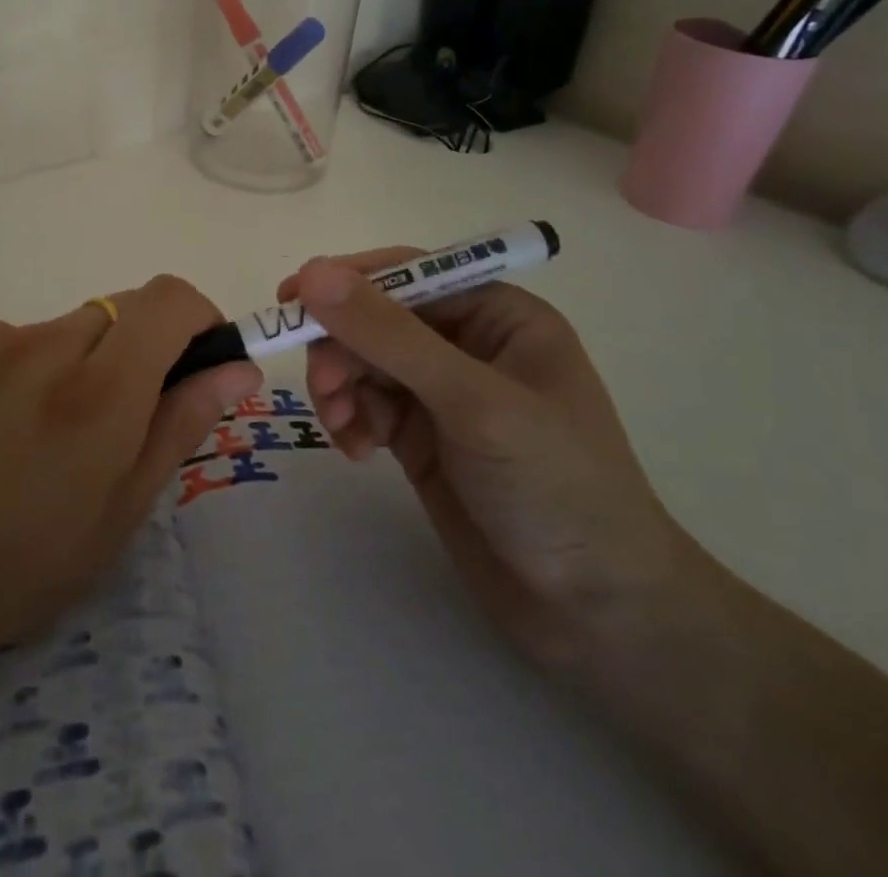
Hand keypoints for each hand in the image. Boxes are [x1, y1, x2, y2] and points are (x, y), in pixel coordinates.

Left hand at [0, 275, 260, 722]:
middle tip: (102, 430)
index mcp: (98, 396)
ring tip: (28, 442)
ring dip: (72, 367)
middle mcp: (44, 345)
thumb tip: (236, 369)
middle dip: (131, 358)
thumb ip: (179, 427)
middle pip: (118, 315)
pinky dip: (20, 370)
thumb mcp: (113, 520)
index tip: (195, 362)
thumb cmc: (5, 577)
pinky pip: (11, 338)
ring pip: (64, 331)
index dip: (196, 318)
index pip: (169, 300)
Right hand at [283, 251, 704, 673]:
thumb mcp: (472, 402)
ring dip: (340, 386)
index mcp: (497, 314)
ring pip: (363, 361)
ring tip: (343, 427)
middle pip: (376, 318)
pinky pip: (366, 404)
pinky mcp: (422, 436)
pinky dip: (350, 419)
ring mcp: (442, 392)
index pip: (408, 273)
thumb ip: (389, 335)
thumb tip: (313, 272)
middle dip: (342, 346)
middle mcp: (467, 343)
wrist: (596, 614)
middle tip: (324, 387)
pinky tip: (357, 451)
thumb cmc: (554, 486)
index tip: (291, 299)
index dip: (348, 282)